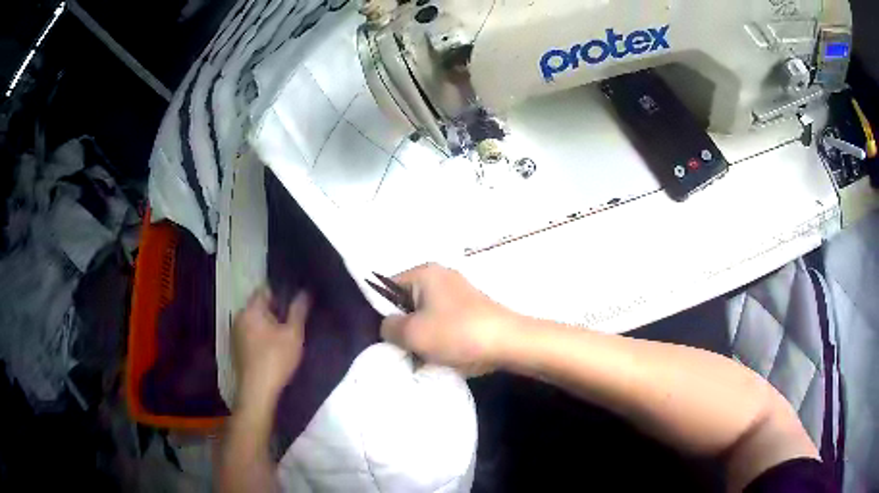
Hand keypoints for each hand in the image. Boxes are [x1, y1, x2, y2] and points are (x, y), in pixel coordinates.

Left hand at [232, 288, 310, 406]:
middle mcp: (239, 318)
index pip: (265, 290)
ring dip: (268, 325)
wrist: (258, 392)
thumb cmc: (276, 359)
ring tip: (286, 336)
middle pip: (259, 306)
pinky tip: (274, 349)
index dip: (282, 293)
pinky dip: (262, 337)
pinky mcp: (237, 350)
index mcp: (250, 310)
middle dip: (276, 311)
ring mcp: (236, 335)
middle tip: (294, 322)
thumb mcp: (293, 334)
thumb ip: (299, 310)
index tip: (296, 302)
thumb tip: (305, 291)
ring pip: (255, 322)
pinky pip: (251, 335)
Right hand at [380, 264, 519, 374]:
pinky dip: (440, 338)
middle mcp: (441, 276)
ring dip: (422, 336)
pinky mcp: (470, 309)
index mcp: (424, 272)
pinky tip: (443, 354)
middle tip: (405, 348)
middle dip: (404, 327)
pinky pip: (444, 322)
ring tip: (424, 355)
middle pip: (407, 303)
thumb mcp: (412, 334)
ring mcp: (458, 293)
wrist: (508, 342)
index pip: (387, 288)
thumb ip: (389, 327)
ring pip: (426, 316)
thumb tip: (390, 326)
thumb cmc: (456, 333)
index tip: (387, 337)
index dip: (383, 313)